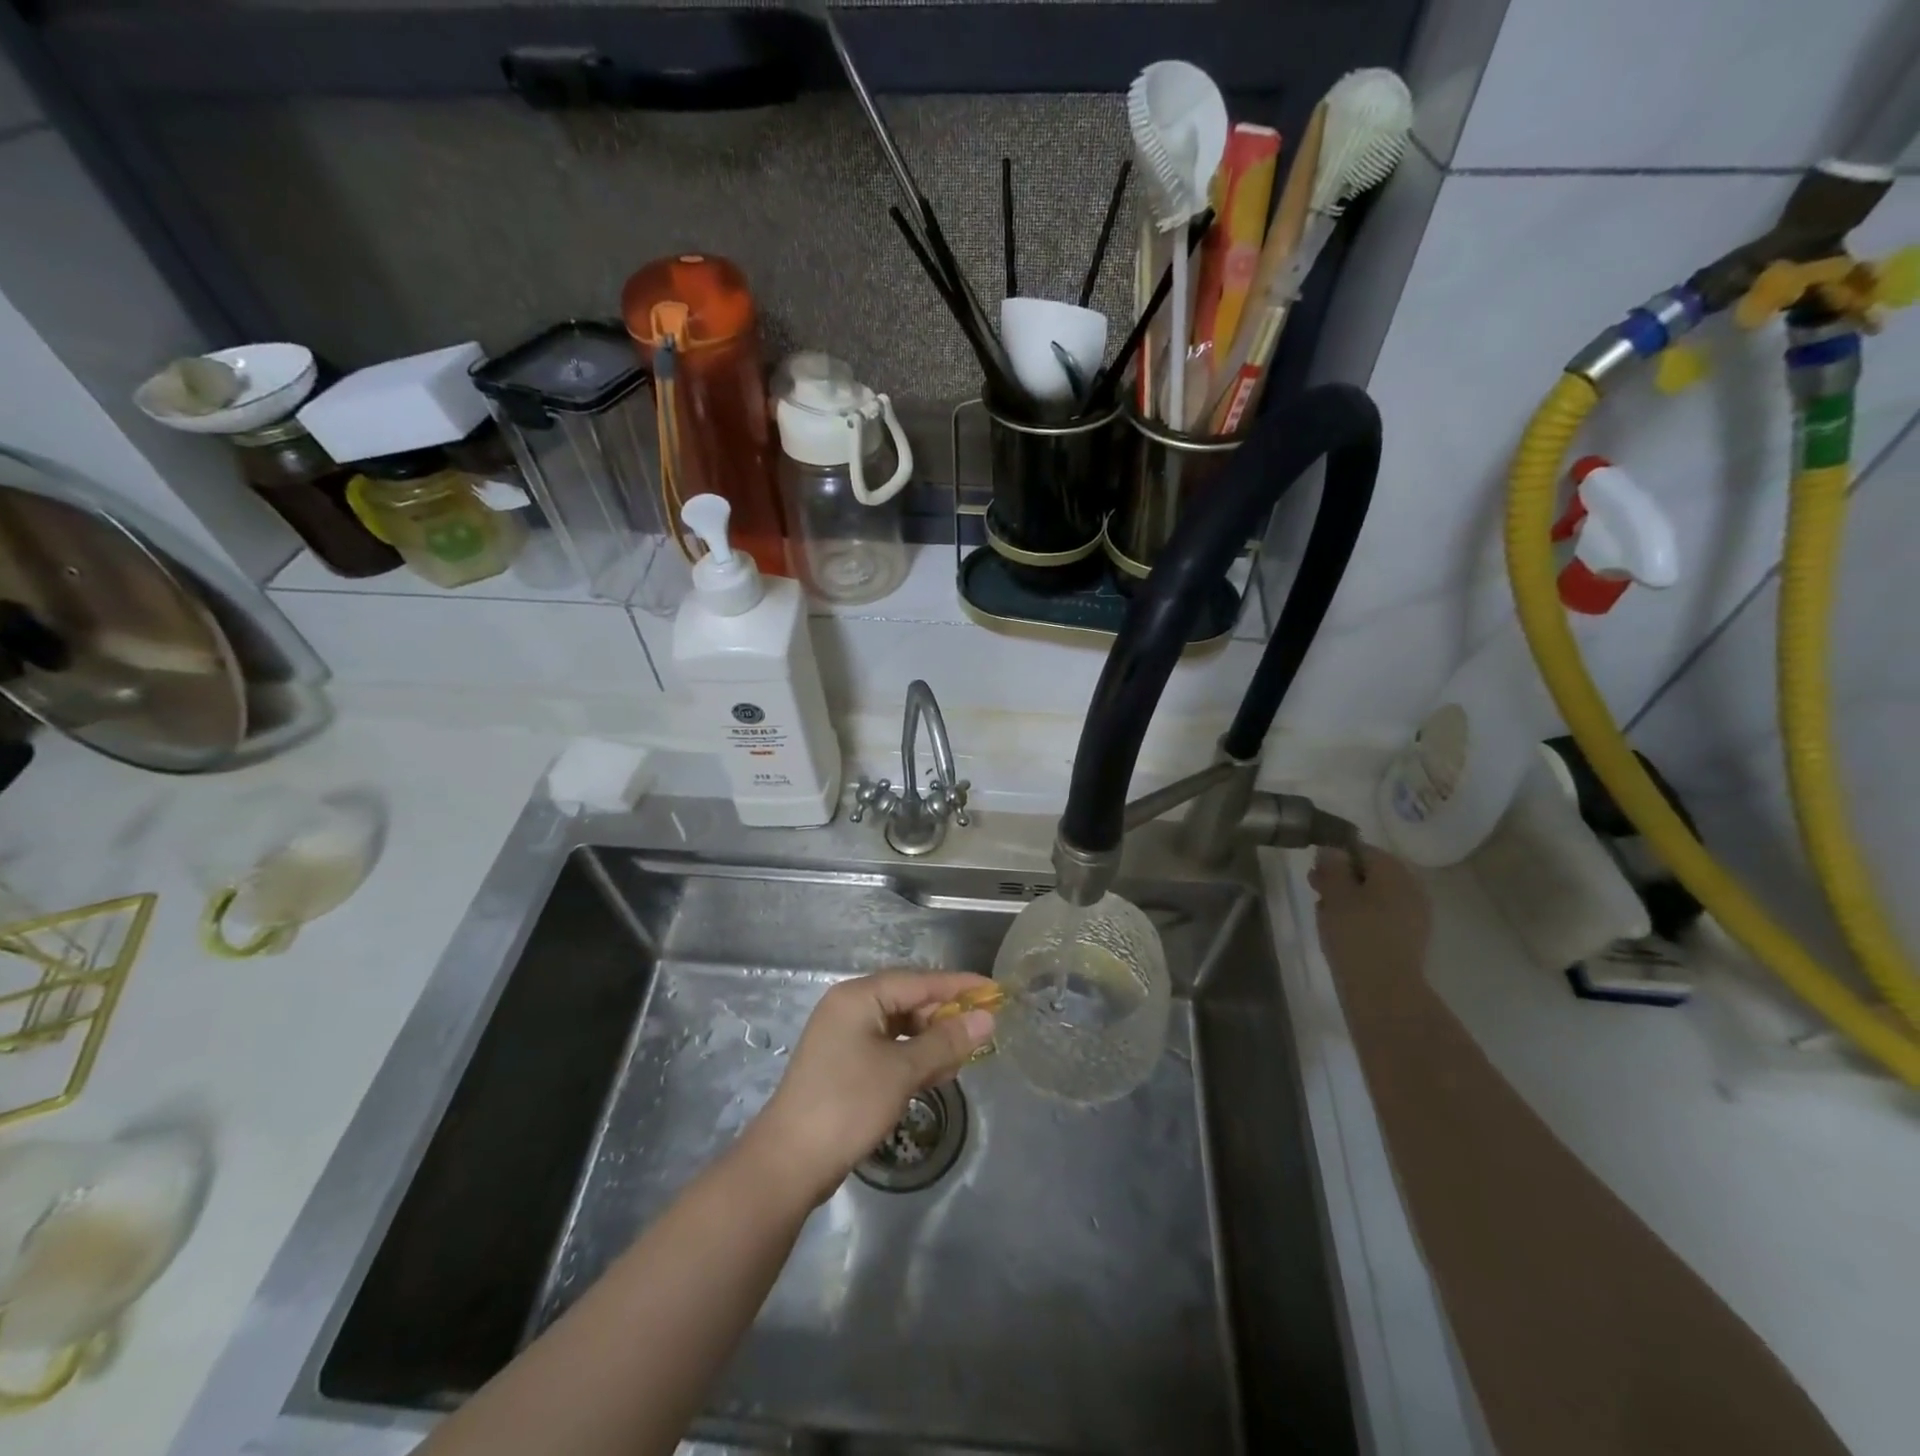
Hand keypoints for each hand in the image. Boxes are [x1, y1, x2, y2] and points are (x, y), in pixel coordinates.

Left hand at [742, 971, 996, 1205]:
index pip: (919, 980)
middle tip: (981, 1034)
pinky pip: (888, 1048)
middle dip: (945, 1017)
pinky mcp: (844, 1064)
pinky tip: (935, 1075)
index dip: (959, 986)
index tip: (994, 990)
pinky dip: (912, 1058)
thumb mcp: (903, 1071)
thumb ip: (946, 1041)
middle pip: (909, 1001)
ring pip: (900, 1027)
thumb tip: (987, 1019)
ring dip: (931, 1041)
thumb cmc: (848, 1104)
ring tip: (961, 1061)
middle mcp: (850, 1007)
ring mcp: (844, 1036)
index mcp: (859, 996)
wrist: (789, 1162)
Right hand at [1309, 843, 1432, 993]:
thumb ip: (1332, 867)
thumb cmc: (1356, 935)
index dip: (1335, 856)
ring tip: (1324, 913)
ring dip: (1350, 899)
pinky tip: (1342, 931)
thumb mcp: (1335, 895)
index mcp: (1394, 872)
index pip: (1363, 850)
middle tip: (1315, 890)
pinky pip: (1382, 917)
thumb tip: (1332, 849)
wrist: (1384, 991)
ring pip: (1376, 896)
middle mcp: (1410, 888)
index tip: (1314, 870)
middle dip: (1342, 878)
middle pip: (1371, 873)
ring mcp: (1414, 915)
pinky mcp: (1410, 939)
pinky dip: (1362, 917)